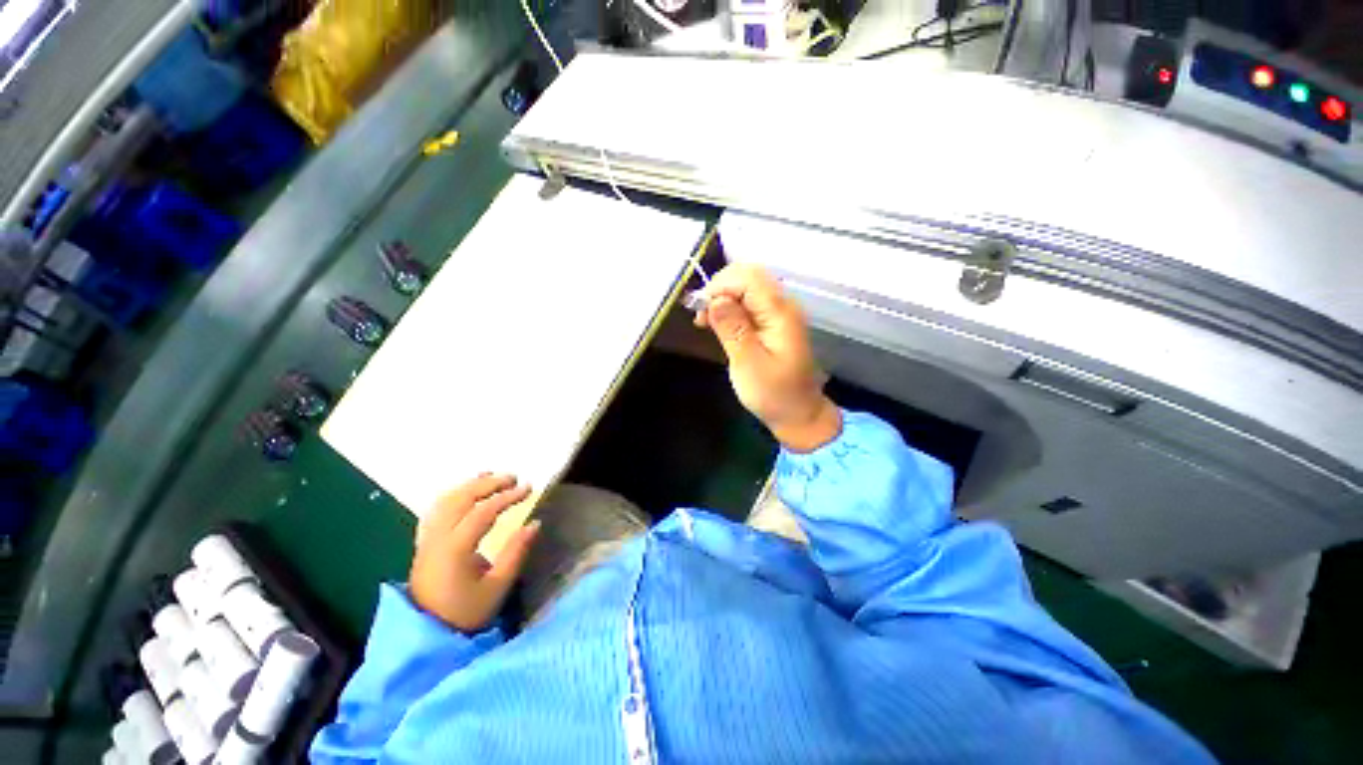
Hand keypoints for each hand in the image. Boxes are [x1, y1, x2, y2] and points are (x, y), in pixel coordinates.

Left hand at [410, 474, 540, 631]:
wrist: (426, 636)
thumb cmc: (465, 614)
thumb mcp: (497, 588)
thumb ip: (516, 552)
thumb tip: (535, 523)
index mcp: (454, 549)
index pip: (482, 512)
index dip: (507, 496)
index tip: (528, 488)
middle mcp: (436, 539)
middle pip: (461, 499)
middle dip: (488, 484)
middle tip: (513, 477)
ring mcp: (426, 540)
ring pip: (445, 501)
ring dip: (470, 485)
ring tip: (492, 477)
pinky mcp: (423, 544)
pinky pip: (436, 510)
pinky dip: (454, 495)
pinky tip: (466, 492)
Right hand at [695, 263, 841, 451]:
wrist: (799, 413)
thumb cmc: (774, 394)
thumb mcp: (748, 364)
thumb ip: (732, 329)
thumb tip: (715, 299)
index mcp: (780, 313)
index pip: (747, 278)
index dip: (719, 287)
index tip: (700, 311)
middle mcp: (782, 304)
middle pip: (748, 275)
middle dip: (719, 288)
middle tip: (702, 316)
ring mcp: (779, 312)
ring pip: (746, 285)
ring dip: (722, 297)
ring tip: (705, 322)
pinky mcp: (773, 321)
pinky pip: (749, 301)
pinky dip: (730, 307)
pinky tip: (719, 324)